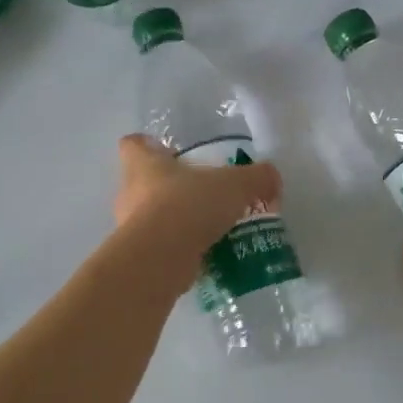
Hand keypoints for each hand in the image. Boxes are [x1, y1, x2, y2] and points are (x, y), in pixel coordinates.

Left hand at [113, 134, 281, 279]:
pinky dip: (180, 250)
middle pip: (143, 182)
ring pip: (151, 217)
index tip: (170, 152)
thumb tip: (272, 179)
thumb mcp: (235, 185)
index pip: (133, 144)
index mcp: (144, 164)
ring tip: (210, 229)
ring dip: (177, 222)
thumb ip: (257, 178)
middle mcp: (130, 192)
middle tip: (202, 194)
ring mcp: (129, 227)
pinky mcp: (139, 256)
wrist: (161, 258)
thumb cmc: (189, 205)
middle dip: (170, 188)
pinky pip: (160, 248)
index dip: (148, 145)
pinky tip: (207, 254)